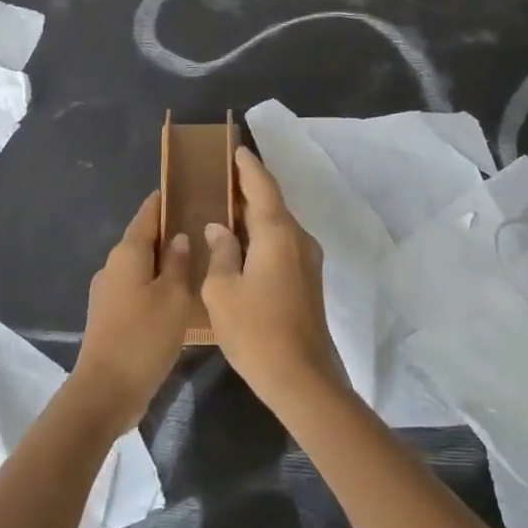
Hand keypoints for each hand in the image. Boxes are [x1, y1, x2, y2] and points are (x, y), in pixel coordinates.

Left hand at [70, 193, 193, 434]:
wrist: (106, 390)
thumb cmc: (144, 337)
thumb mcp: (173, 297)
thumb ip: (178, 263)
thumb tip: (178, 237)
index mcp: (127, 254)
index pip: (146, 216)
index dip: (161, 202)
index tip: (181, 189)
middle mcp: (112, 267)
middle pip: (142, 240)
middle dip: (166, 231)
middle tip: (199, 226)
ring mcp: (108, 293)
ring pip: (140, 266)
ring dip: (162, 261)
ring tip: (194, 259)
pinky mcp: (110, 316)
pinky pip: (136, 288)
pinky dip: (156, 284)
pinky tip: (177, 293)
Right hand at [201, 148, 346, 408]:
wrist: (302, 378)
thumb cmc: (256, 331)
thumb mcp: (222, 290)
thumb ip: (220, 252)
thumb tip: (219, 228)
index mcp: (278, 234)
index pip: (263, 187)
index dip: (248, 167)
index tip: (236, 149)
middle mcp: (298, 239)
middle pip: (272, 204)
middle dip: (248, 190)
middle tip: (220, 179)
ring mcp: (307, 261)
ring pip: (278, 226)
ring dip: (255, 215)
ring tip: (225, 209)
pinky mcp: (307, 281)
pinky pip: (282, 245)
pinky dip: (262, 236)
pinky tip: (241, 245)